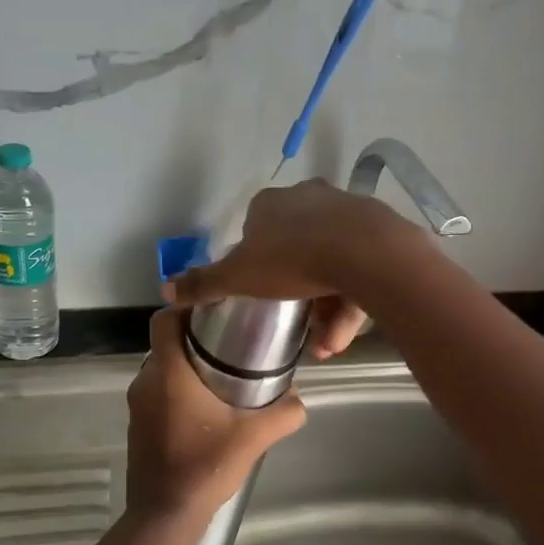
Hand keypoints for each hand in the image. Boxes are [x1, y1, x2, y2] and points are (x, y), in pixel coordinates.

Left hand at [125, 308, 305, 521]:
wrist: (164, 515)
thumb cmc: (205, 466)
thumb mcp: (254, 437)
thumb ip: (283, 413)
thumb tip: (298, 398)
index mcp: (168, 373)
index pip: (164, 319)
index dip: (185, 308)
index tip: (215, 312)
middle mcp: (146, 381)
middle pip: (166, 343)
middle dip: (194, 338)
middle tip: (230, 342)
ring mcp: (138, 405)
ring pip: (162, 369)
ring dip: (186, 366)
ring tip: (222, 374)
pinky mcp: (138, 426)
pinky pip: (157, 393)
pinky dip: (177, 390)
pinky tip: (205, 409)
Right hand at [163, 181, 410, 358]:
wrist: (366, 253)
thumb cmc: (292, 260)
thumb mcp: (239, 277)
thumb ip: (203, 285)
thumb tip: (163, 291)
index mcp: (272, 204)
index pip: (257, 228)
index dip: (257, 261)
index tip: (263, 289)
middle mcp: (310, 198)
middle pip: (298, 248)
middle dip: (297, 294)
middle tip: (299, 326)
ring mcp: (348, 212)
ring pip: (332, 264)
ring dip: (326, 309)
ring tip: (325, 346)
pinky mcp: (380, 231)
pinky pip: (361, 270)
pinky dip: (351, 303)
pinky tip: (345, 337)